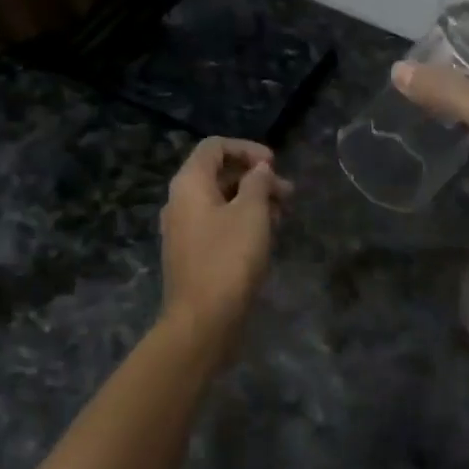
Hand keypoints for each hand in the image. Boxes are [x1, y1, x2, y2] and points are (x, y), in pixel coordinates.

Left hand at [159, 138, 291, 347]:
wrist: (202, 322)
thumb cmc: (228, 259)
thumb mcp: (252, 213)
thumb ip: (258, 183)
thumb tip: (260, 169)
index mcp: (189, 183)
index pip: (215, 147)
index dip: (247, 149)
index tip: (274, 164)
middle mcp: (180, 201)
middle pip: (219, 173)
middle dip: (255, 178)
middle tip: (288, 193)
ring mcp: (184, 229)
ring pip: (221, 201)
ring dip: (253, 201)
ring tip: (283, 216)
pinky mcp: (192, 254)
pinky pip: (218, 224)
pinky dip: (242, 221)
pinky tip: (266, 237)